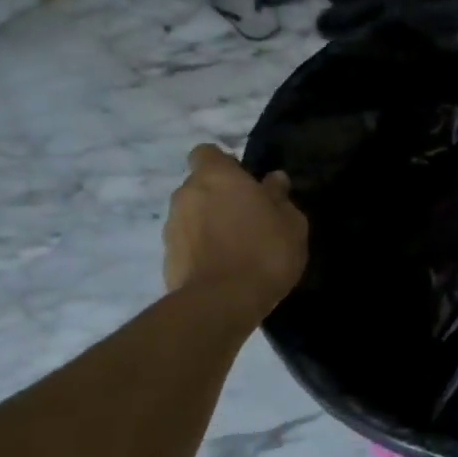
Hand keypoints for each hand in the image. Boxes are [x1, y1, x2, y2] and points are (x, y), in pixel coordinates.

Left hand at [163, 144, 307, 320]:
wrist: (222, 303)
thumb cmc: (264, 251)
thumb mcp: (291, 222)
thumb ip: (279, 197)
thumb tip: (273, 180)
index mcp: (216, 176)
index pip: (207, 153)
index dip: (224, 164)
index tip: (244, 182)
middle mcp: (186, 194)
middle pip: (199, 186)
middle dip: (218, 197)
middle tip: (247, 218)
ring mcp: (172, 227)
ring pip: (192, 216)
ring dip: (209, 225)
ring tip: (236, 248)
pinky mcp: (167, 259)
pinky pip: (187, 245)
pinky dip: (201, 250)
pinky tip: (224, 269)